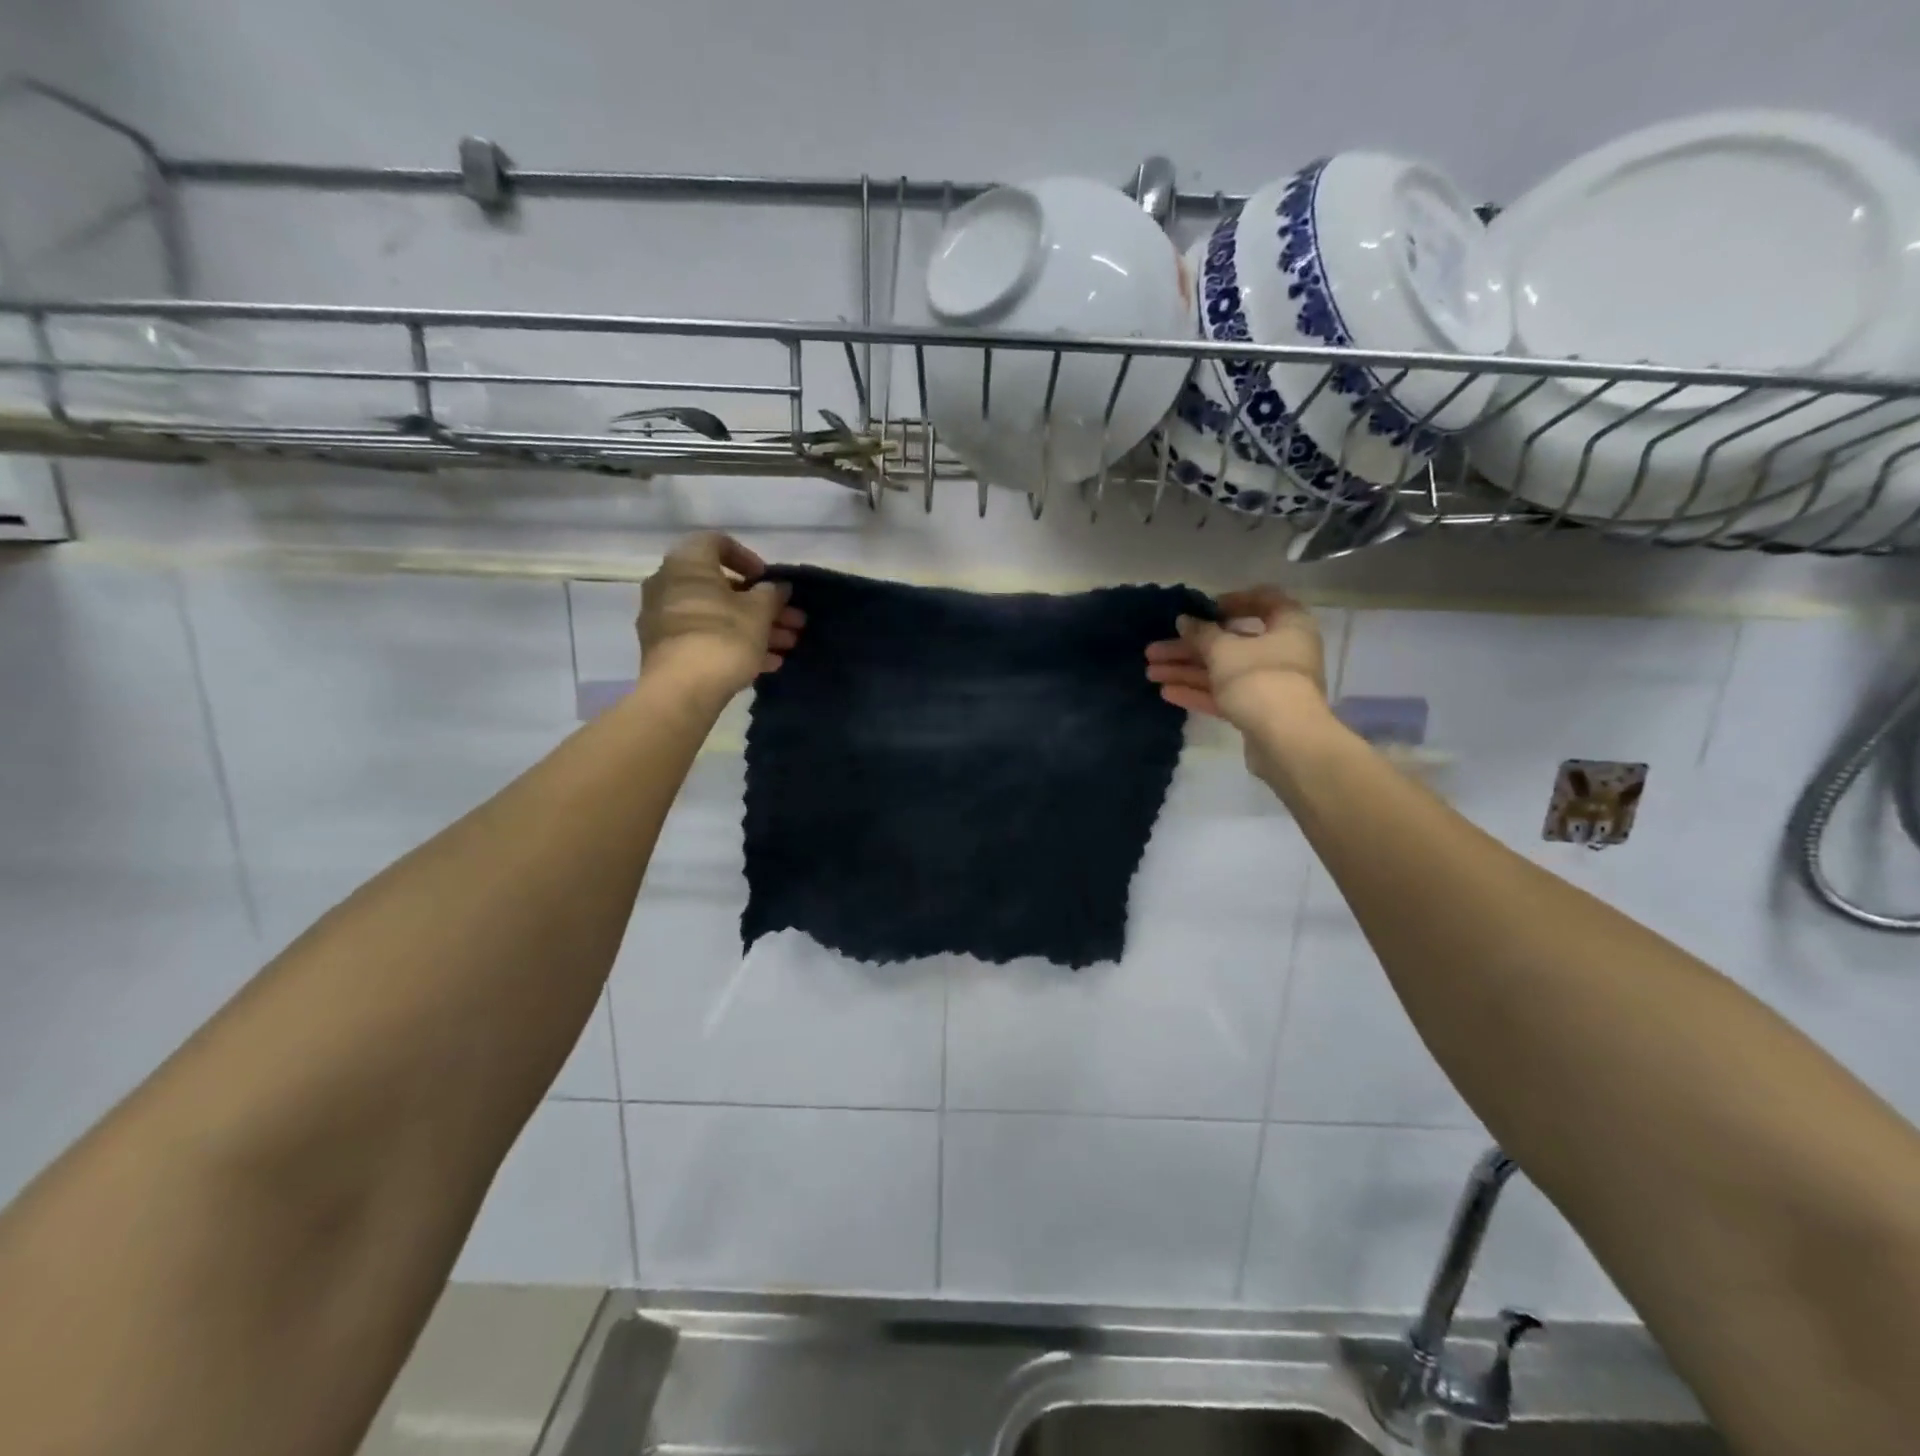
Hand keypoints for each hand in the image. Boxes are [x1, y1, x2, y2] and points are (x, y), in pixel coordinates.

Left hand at [637, 533, 805, 698]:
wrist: (682, 690)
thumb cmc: (723, 637)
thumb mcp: (759, 613)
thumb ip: (771, 594)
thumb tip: (777, 587)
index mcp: (687, 564)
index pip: (716, 543)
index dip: (747, 558)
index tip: (767, 579)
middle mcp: (668, 585)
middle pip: (722, 587)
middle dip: (762, 605)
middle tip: (793, 621)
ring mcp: (664, 620)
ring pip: (717, 616)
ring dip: (754, 627)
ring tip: (788, 646)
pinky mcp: (666, 650)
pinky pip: (706, 638)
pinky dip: (734, 645)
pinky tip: (767, 664)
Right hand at [1144, 587, 1325, 726]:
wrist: (1287, 740)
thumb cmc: (1259, 679)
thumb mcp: (1223, 650)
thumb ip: (1200, 633)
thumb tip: (1184, 620)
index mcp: (1288, 624)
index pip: (1263, 600)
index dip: (1231, 601)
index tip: (1202, 610)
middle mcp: (1283, 650)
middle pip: (1231, 641)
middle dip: (1189, 646)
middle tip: (1154, 650)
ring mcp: (1271, 683)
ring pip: (1223, 670)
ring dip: (1187, 670)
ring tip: (1151, 672)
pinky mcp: (1259, 710)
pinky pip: (1226, 694)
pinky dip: (1199, 691)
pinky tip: (1167, 692)